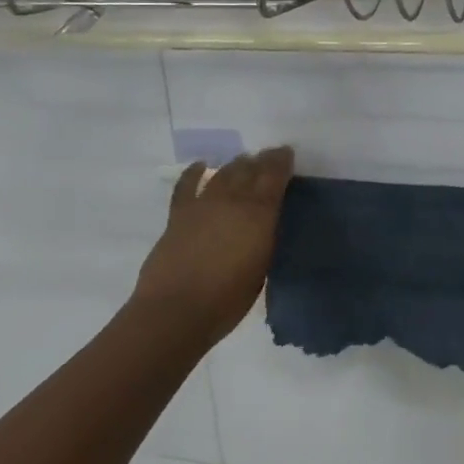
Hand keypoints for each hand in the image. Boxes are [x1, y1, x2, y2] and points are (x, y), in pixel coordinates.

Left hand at [130, 146, 294, 346]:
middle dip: (261, 160)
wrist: (176, 310)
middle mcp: (232, 200)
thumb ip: (265, 238)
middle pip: (249, 169)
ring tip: (244, 161)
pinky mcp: (178, 214)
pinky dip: (194, 172)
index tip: (287, 153)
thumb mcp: (262, 268)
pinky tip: (200, 165)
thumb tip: (265, 225)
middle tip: (269, 157)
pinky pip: (187, 185)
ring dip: (235, 165)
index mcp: (259, 214)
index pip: (274, 176)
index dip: (282, 161)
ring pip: (223, 173)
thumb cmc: (227, 299)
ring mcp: (203, 204)